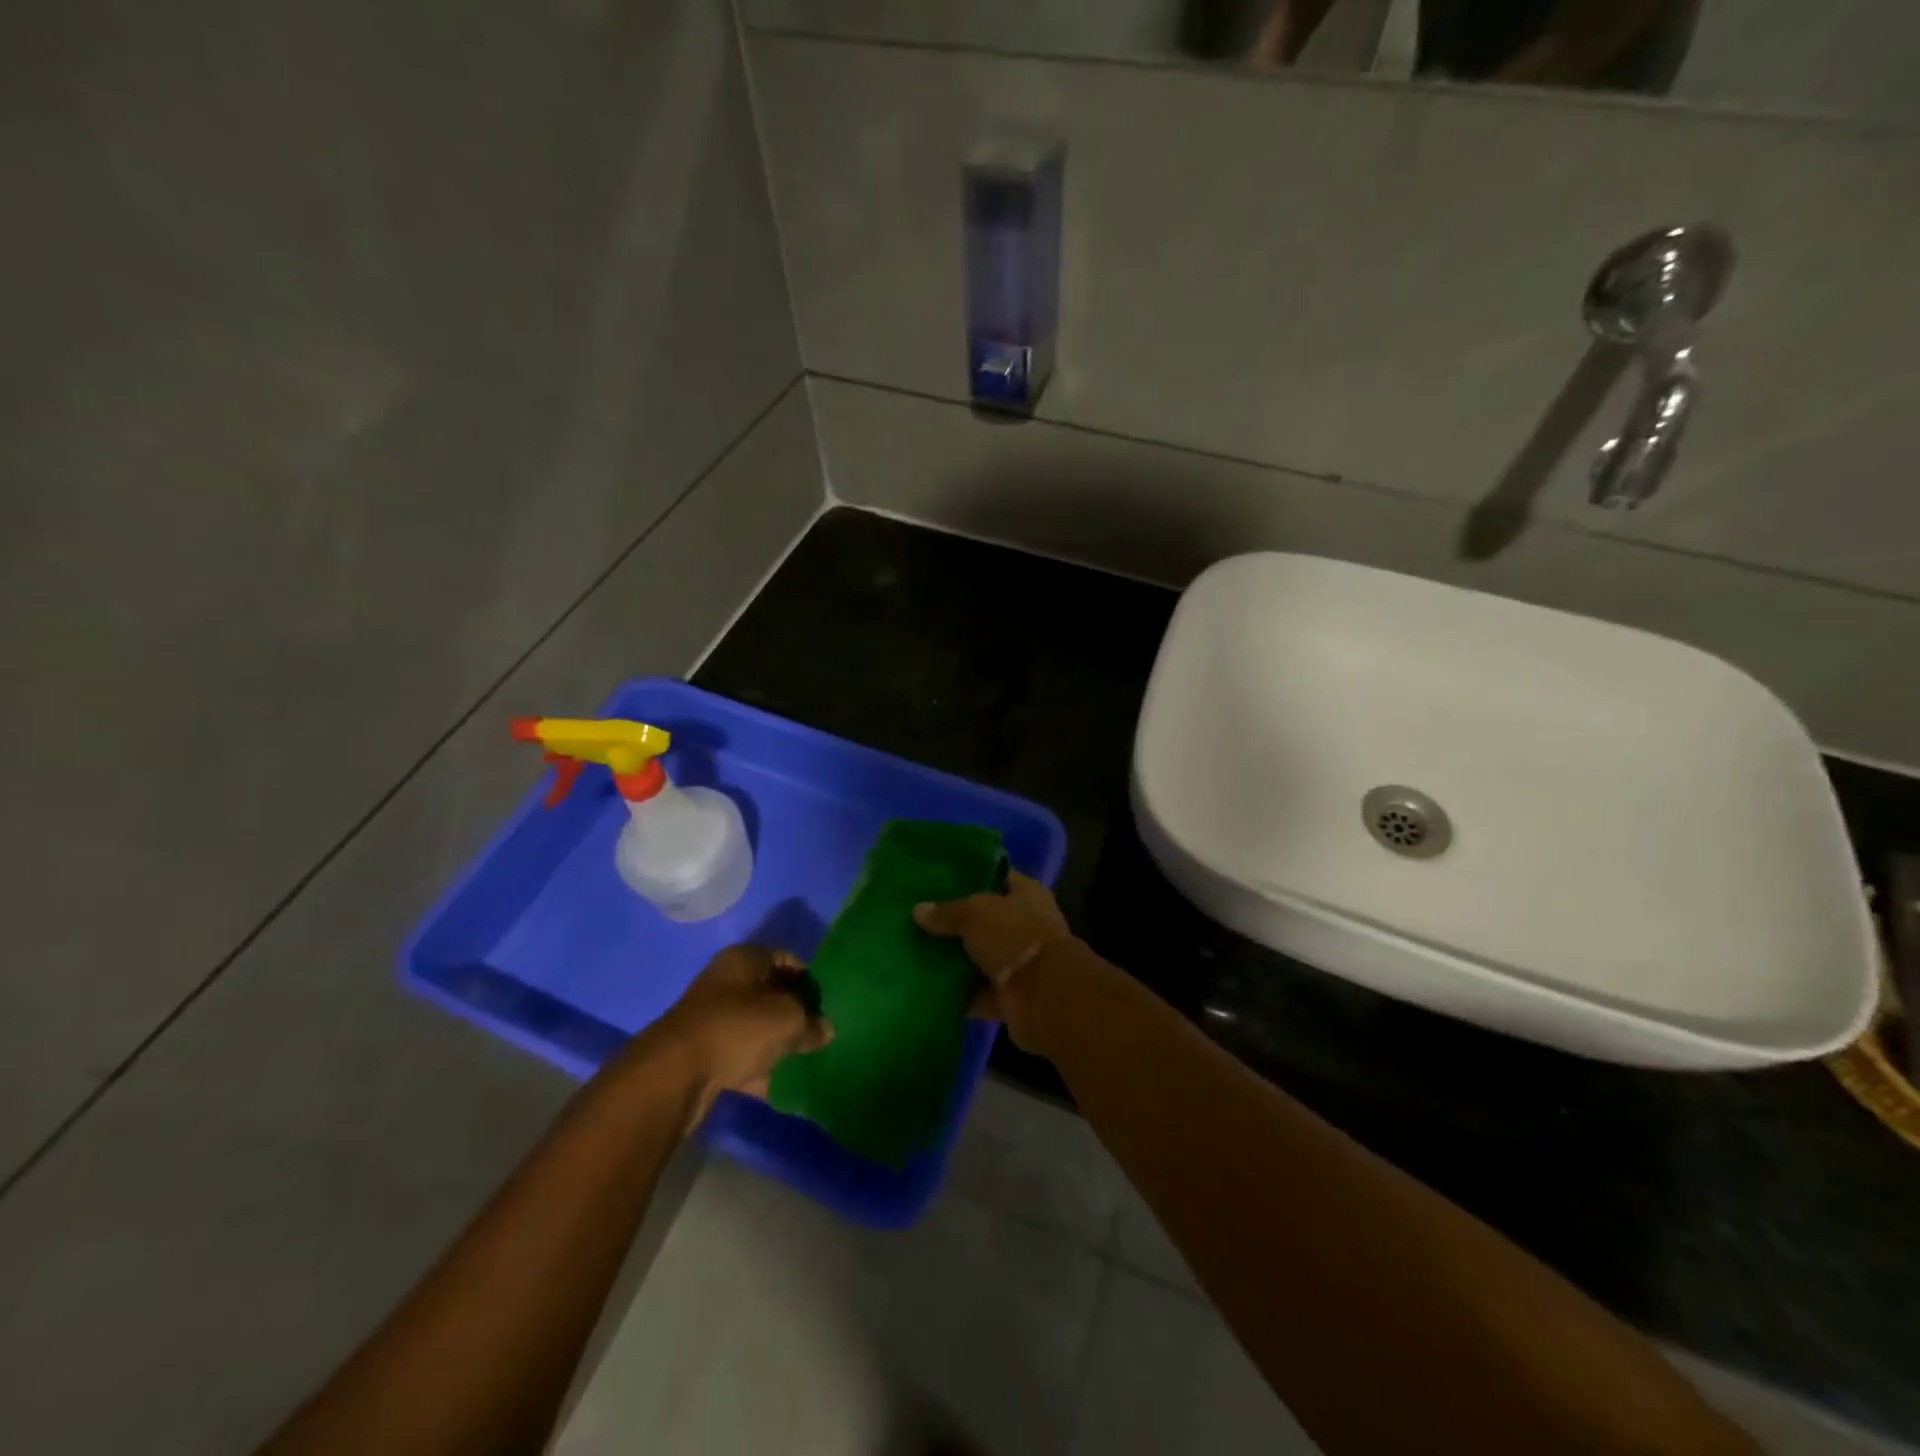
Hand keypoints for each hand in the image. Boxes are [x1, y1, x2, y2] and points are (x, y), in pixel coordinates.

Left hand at [646, 946, 832, 1122]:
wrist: (674, 1075)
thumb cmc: (737, 1028)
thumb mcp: (788, 1019)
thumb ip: (811, 1022)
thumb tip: (825, 1030)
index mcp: (744, 959)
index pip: (786, 959)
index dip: (809, 979)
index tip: (828, 1003)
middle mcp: (726, 982)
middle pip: (770, 993)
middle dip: (795, 1013)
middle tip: (819, 1032)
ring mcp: (712, 1018)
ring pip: (756, 1026)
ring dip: (778, 1042)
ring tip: (805, 1059)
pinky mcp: (703, 1053)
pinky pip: (741, 1055)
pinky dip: (759, 1067)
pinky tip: (780, 1085)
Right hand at [913, 872, 1074, 1050]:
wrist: (1044, 995)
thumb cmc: (1013, 936)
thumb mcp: (974, 913)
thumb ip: (947, 912)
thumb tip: (918, 910)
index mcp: (1027, 894)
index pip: (997, 877)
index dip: (971, 877)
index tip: (938, 880)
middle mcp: (1027, 925)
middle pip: (986, 920)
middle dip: (957, 923)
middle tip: (920, 920)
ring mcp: (1020, 963)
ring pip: (981, 957)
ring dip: (956, 961)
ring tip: (917, 954)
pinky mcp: (1011, 996)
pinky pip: (979, 993)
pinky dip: (959, 995)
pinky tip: (928, 989)